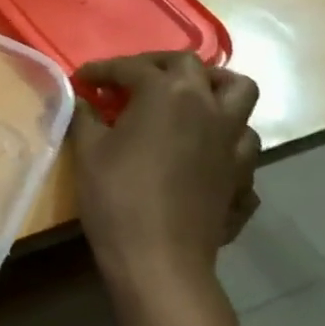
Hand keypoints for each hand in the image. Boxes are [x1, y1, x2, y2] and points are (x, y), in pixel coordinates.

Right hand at [70, 53, 260, 295]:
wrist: (160, 260)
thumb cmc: (117, 196)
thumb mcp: (88, 150)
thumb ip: (85, 115)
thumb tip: (82, 99)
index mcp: (167, 93)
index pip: (133, 67)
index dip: (103, 70)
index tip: (82, 80)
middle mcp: (208, 107)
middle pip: (191, 66)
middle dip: (158, 65)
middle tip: (131, 82)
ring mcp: (233, 142)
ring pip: (239, 96)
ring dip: (211, 91)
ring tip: (185, 103)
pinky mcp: (242, 175)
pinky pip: (242, 143)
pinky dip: (224, 138)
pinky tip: (203, 151)